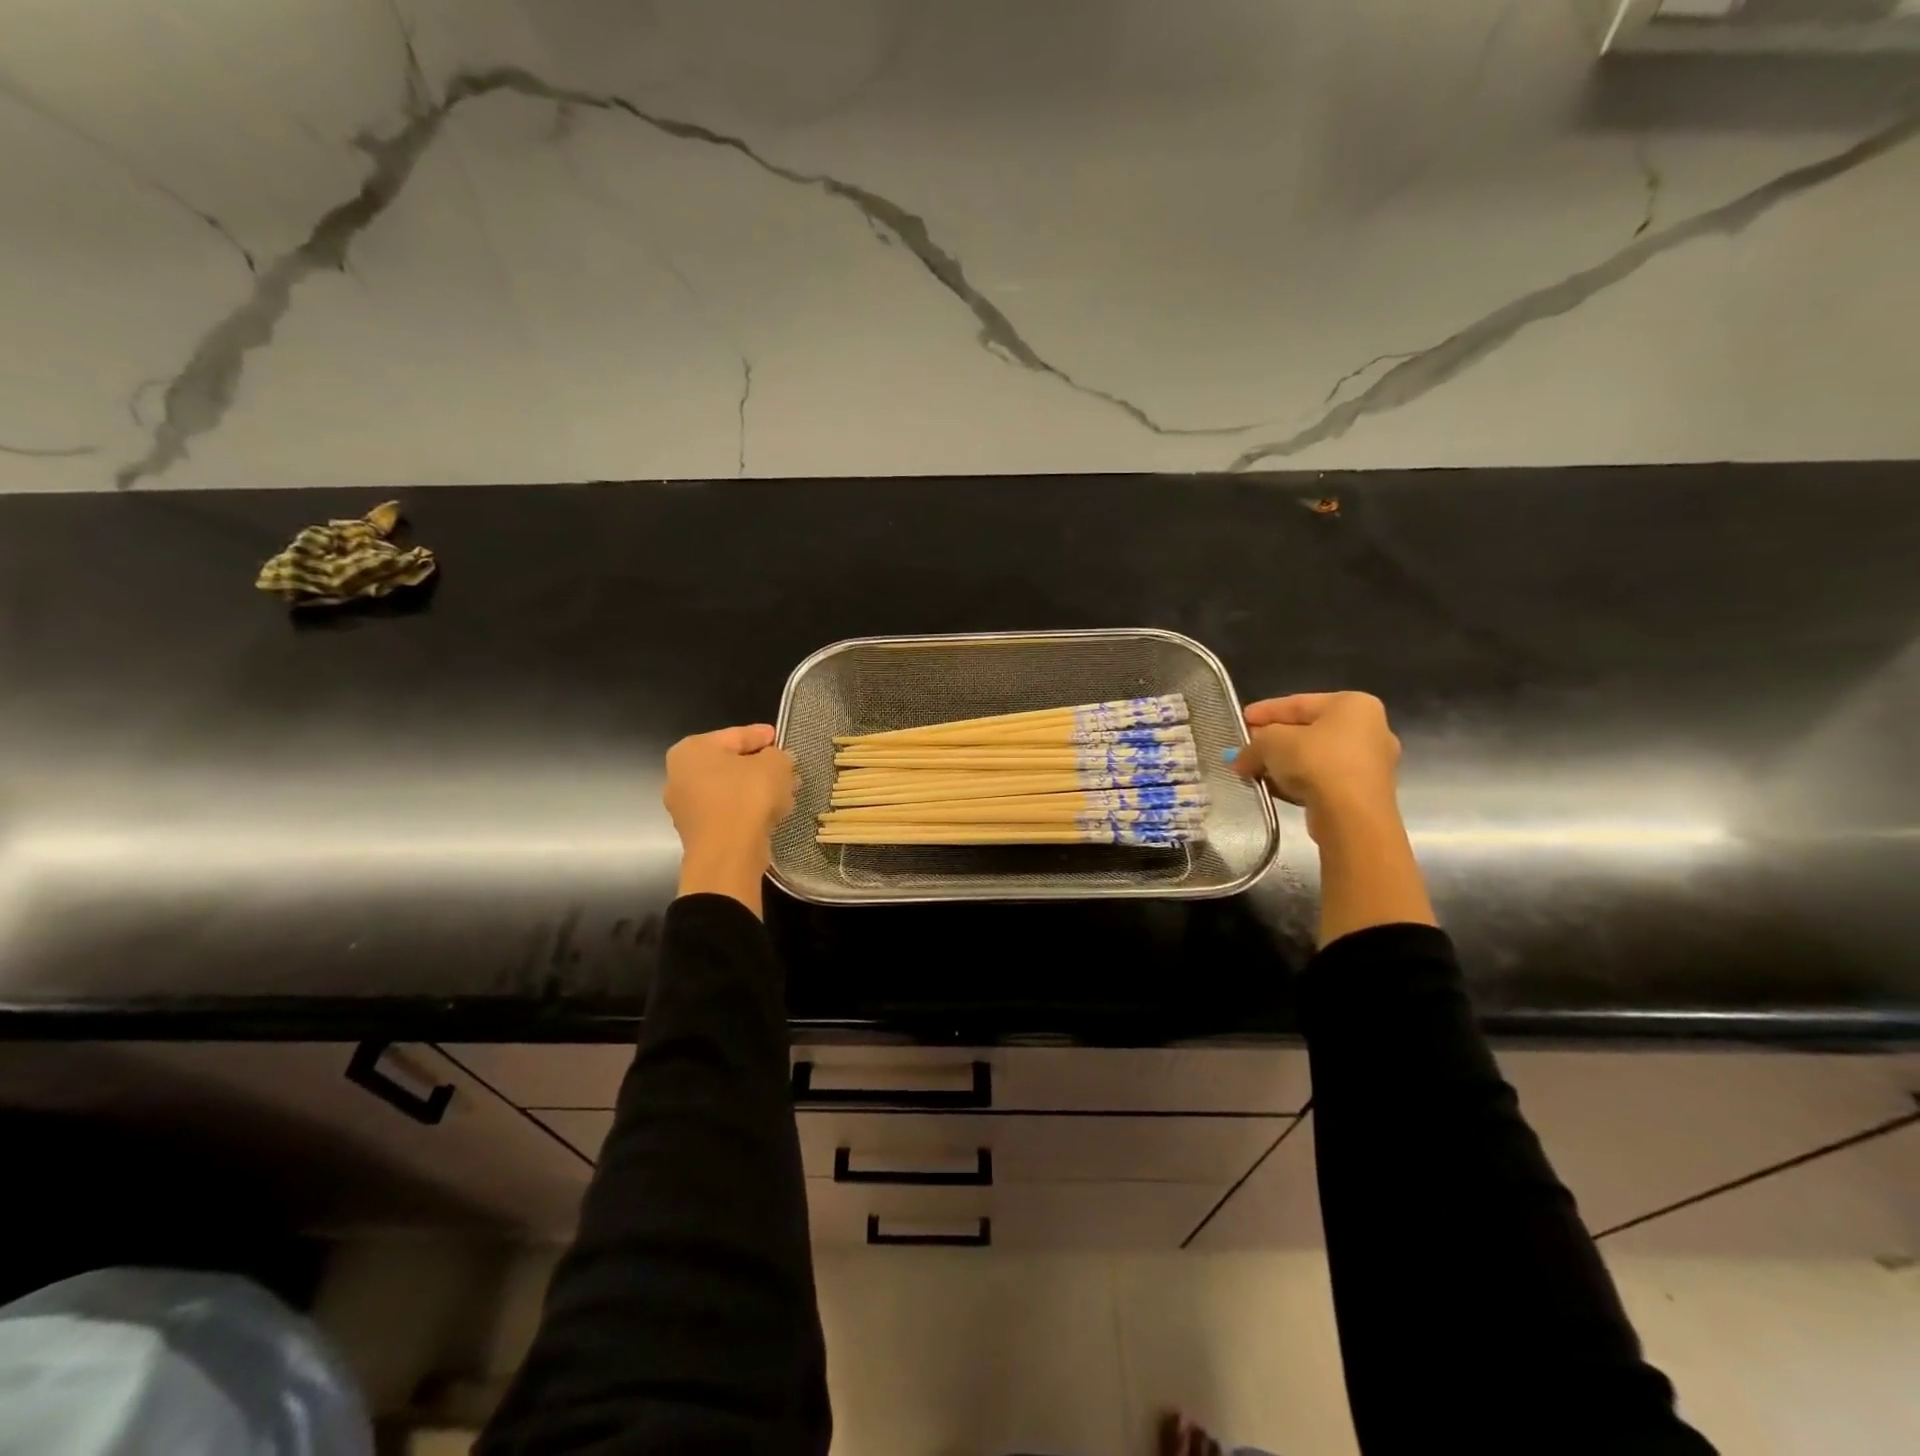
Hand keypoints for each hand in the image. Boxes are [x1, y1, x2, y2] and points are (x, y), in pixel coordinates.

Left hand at [663, 724, 796, 914]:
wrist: (728, 854)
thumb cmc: (747, 797)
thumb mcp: (774, 765)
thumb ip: (778, 755)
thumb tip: (777, 761)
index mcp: (691, 750)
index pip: (735, 735)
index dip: (761, 735)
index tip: (778, 737)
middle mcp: (679, 775)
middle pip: (730, 764)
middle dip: (759, 765)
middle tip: (785, 767)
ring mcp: (685, 807)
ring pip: (730, 790)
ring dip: (756, 790)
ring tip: (784, 791)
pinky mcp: (698, 833)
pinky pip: (728, 812)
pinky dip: (748, 810)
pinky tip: (772, 812)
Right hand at [1232, 692, 1433, 942]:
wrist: (1356, 820)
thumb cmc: (1318, 765)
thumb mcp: (1275, 745)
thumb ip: (1255, 746)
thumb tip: (1239, 759)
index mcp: (1354, 706)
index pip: (1299, 703)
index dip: (1264, 712)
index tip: (1239, 721)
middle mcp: (1370, 730)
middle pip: (1309, 731)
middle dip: (1274, 741)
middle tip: (1244, 749)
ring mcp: (1373, 766)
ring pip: (1316, 759)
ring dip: (1283, 764)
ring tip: (1253, 773)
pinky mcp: (1367, 797)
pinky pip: (1324, 782)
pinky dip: (1298, 783)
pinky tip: (1275, 791)